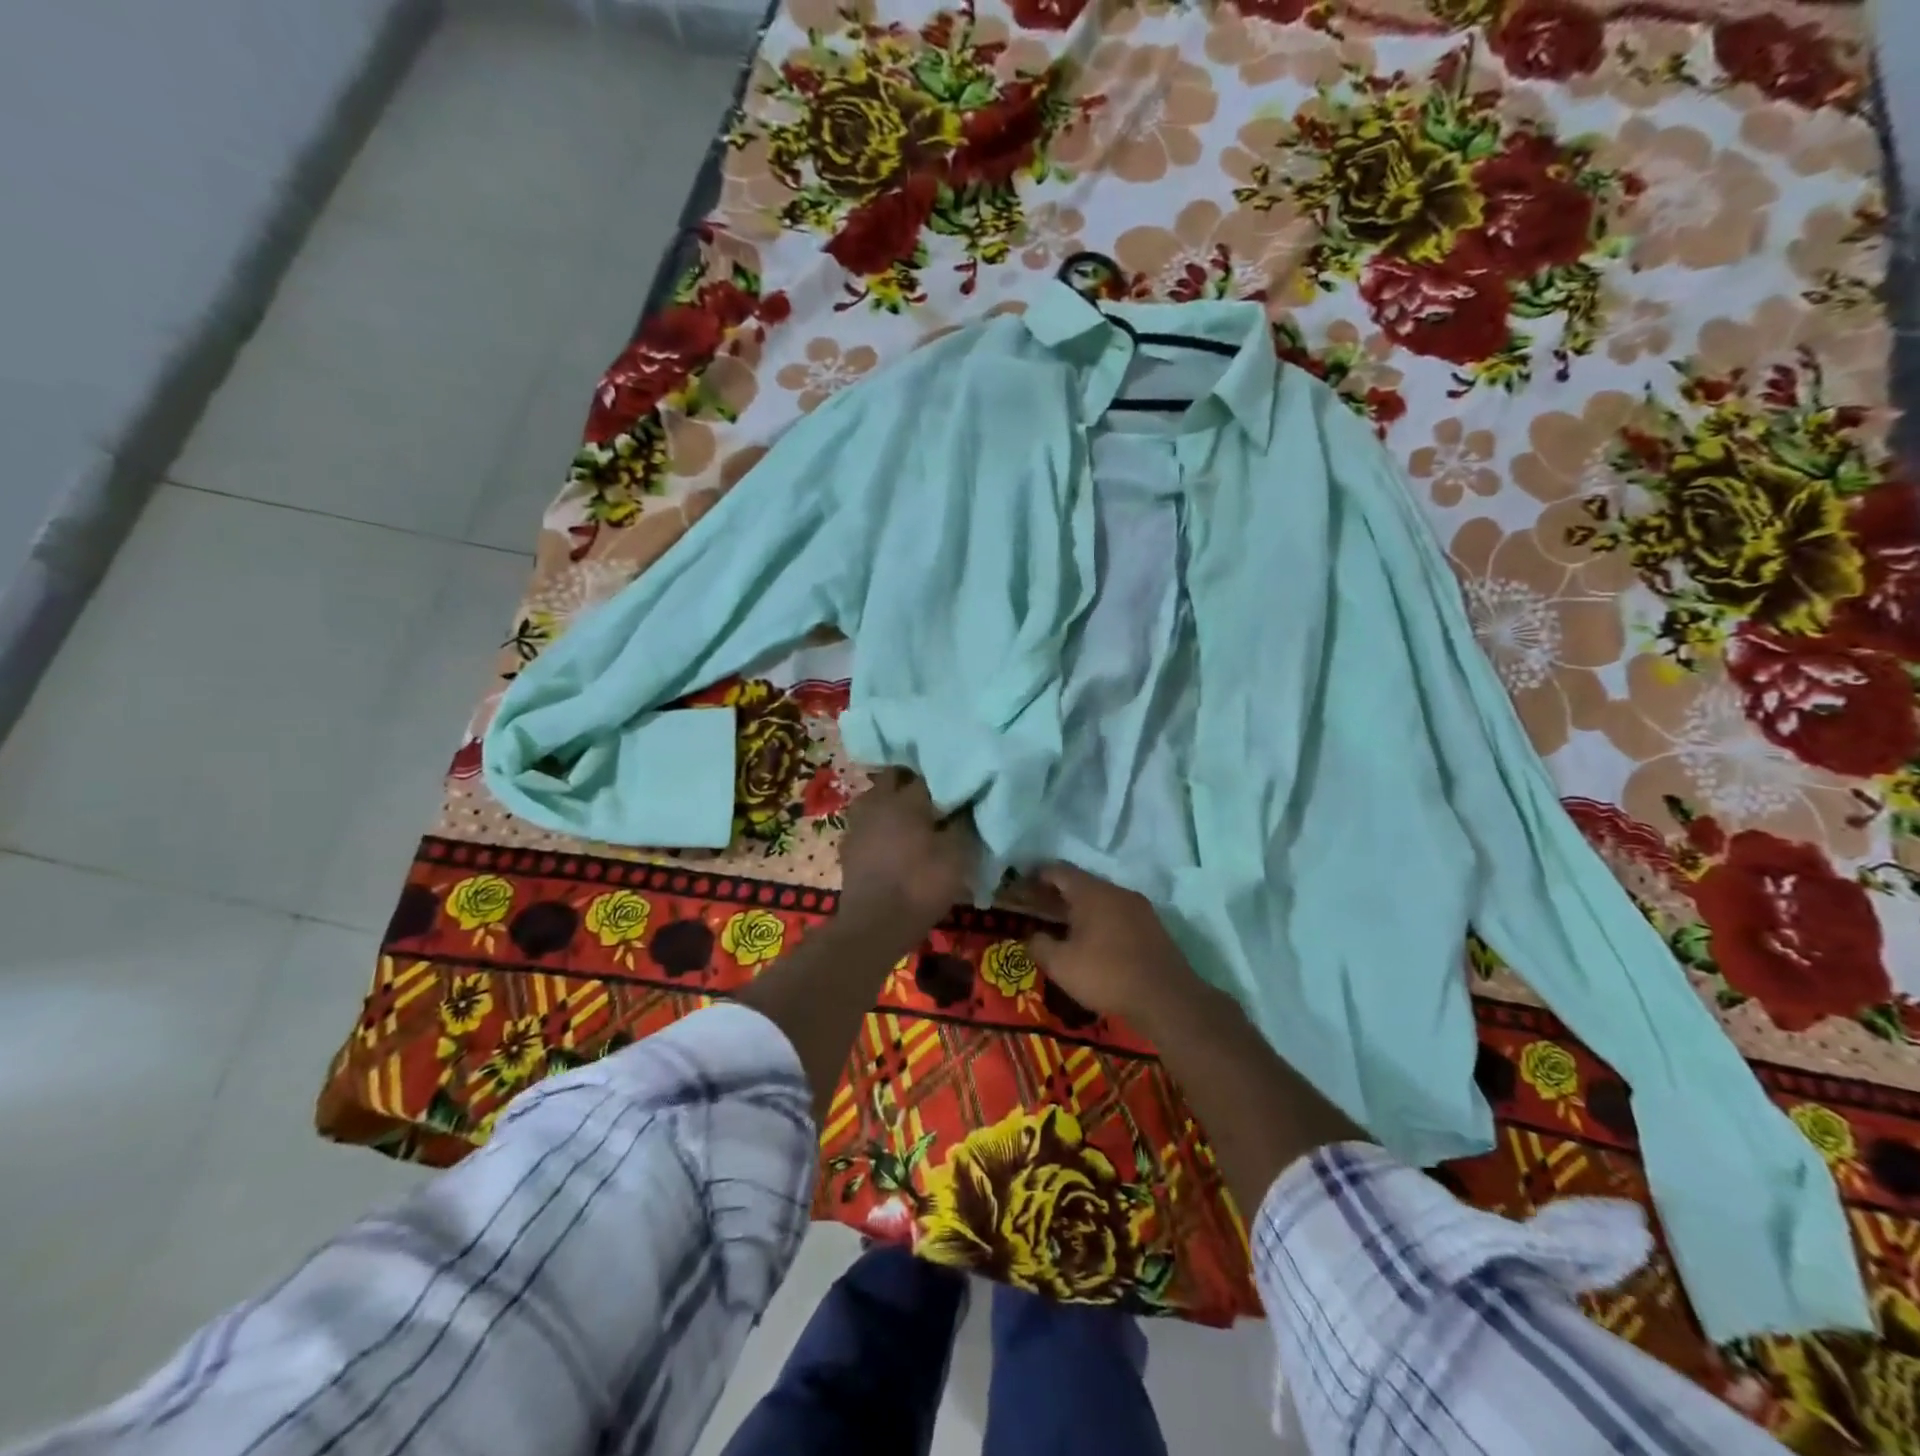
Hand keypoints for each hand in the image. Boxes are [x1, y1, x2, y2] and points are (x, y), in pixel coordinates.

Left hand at [836, 770, 978, 943]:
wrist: (874, 926)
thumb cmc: (920, 886)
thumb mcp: (956, 856)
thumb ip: (963, 824)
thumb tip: (965, 806)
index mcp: (906, 799)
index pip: (928, 776)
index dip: (944, 781)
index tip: (957, 789)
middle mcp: (878, 802)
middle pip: (894, 778)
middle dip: (911, 783)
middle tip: (932, 798)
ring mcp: (858, 823)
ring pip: (875, 797)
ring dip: (890, 801)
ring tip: (909, 818)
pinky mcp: (847, 846)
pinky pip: (865, 823)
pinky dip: (877, 825)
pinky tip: (889, 840)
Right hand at [1027, 864, 1193, 1023]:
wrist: (1166, 997)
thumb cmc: (1106, 975)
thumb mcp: (1061, 965)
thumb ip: (1039, 945)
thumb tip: (1031, 936)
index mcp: (1091, 892)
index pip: (1059, 871)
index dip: (1039, 875)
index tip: (1024, 885)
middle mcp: (1116, 891)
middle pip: (1082, 883)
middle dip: (1058, 893)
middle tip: (1040, 907)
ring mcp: (1139, 907)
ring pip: (1102, 899)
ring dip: (1081, 908)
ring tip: (1065, 926)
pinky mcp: (1153, 926)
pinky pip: (1119, 914)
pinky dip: (1102, 920)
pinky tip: (1095, 941)